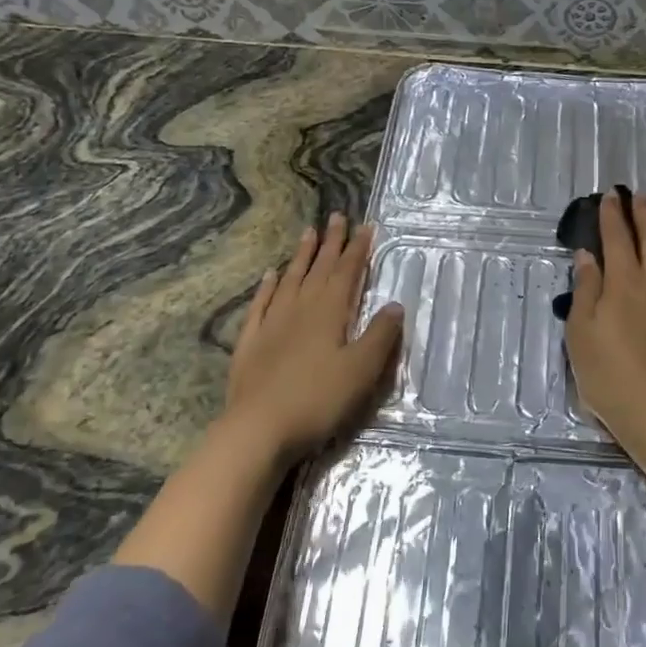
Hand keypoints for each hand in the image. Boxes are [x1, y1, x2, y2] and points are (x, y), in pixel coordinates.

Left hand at [224, 213, 403, 461]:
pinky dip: (267, 287)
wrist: (257, 429)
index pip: (347, 271)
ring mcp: (271, 324)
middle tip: (336, 217)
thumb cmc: (317, 400)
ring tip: (308, 233)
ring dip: (301, 256)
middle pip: (318, 269)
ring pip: (289, 280)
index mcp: (330, 312)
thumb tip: (395, 304)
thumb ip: (380, 336)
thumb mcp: (361, 370)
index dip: (358, 248)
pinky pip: (260, 305)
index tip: (366, 226)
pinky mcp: (250, 343)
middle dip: (331, 243)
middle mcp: (300, 308)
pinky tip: (269, 275)